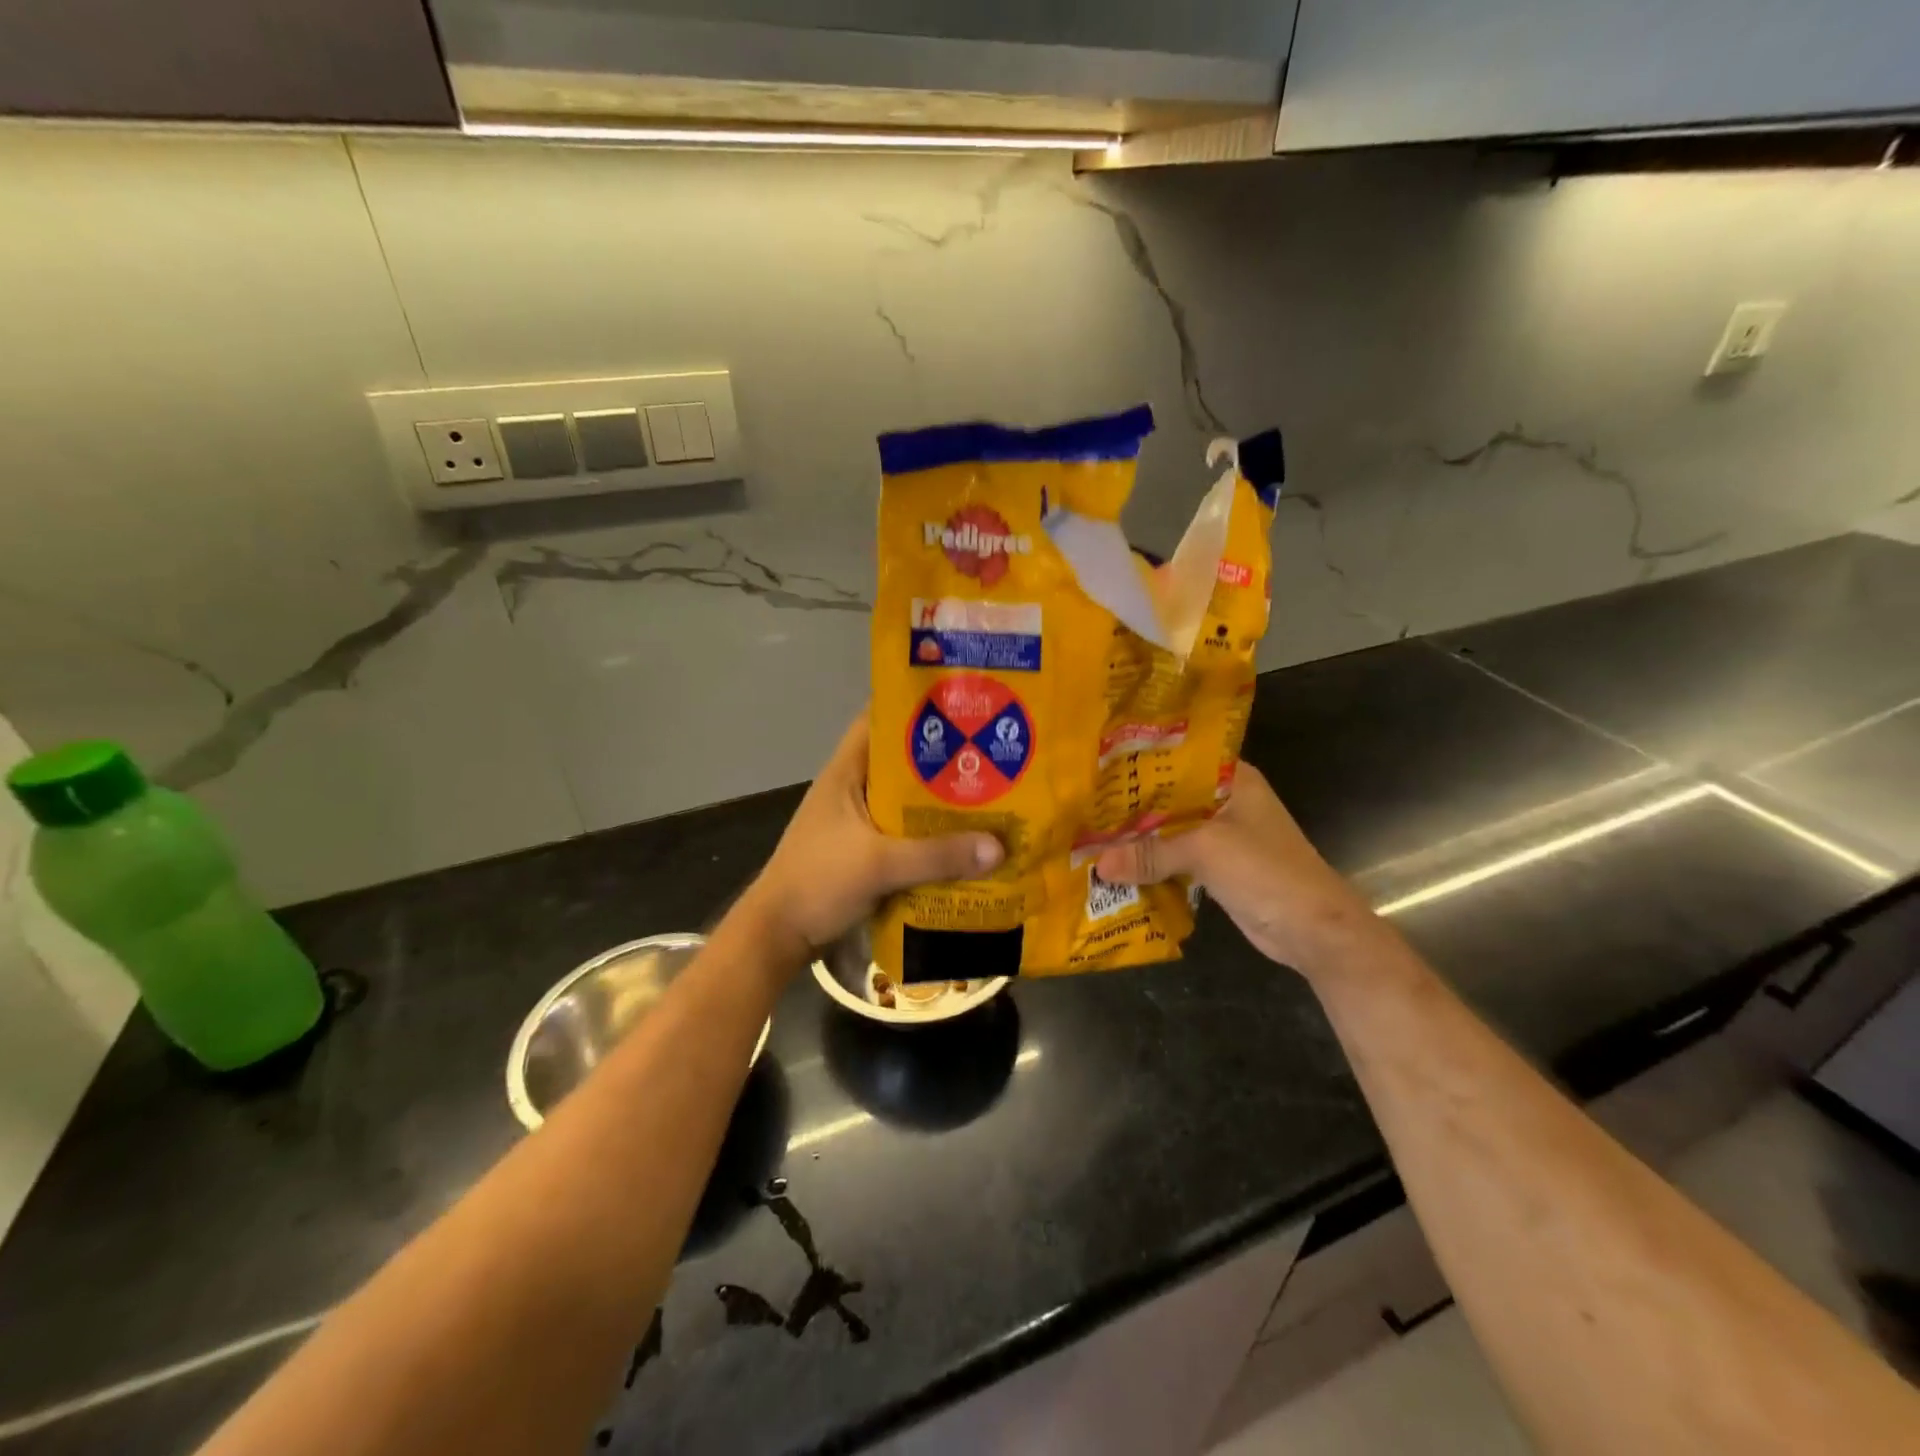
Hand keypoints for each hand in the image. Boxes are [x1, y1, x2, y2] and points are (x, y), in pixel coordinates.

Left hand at [742, 713, 1003, 962]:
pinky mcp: (865, 853)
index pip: (879, 721)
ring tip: (992, 797)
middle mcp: (853, 790)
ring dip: (941, 803)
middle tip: (993, 754)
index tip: (961, 706)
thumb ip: (936, 856)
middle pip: (902, 762)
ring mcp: (858, 823)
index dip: (916, 709)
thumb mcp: (878, 865)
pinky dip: (932, 837)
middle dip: (944, 759)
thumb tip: (999, 847)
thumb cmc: (818, 882)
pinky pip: (906, 835)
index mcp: (846, 773)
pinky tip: (966, 844)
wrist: (778, 937)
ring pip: (907, 802)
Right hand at [1093, 762, 1377, 975]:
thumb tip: (1098, 866)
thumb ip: (1150, 853)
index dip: (1136, 763)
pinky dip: (1148, 863)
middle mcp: (1223, 801)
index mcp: (1230, 779)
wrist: (1314, 931)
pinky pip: (1172, 859)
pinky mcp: (1214, 867)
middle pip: (1166, 798)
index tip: (1094, 766)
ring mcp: (1219, 836)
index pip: (1175, 759)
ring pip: (1166, 830)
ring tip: (1085, 834)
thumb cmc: (1266, 872)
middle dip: (1127, 806)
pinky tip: (1113, 866)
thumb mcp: (1205, 851)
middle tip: (1079, 805)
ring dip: (1135, 838)